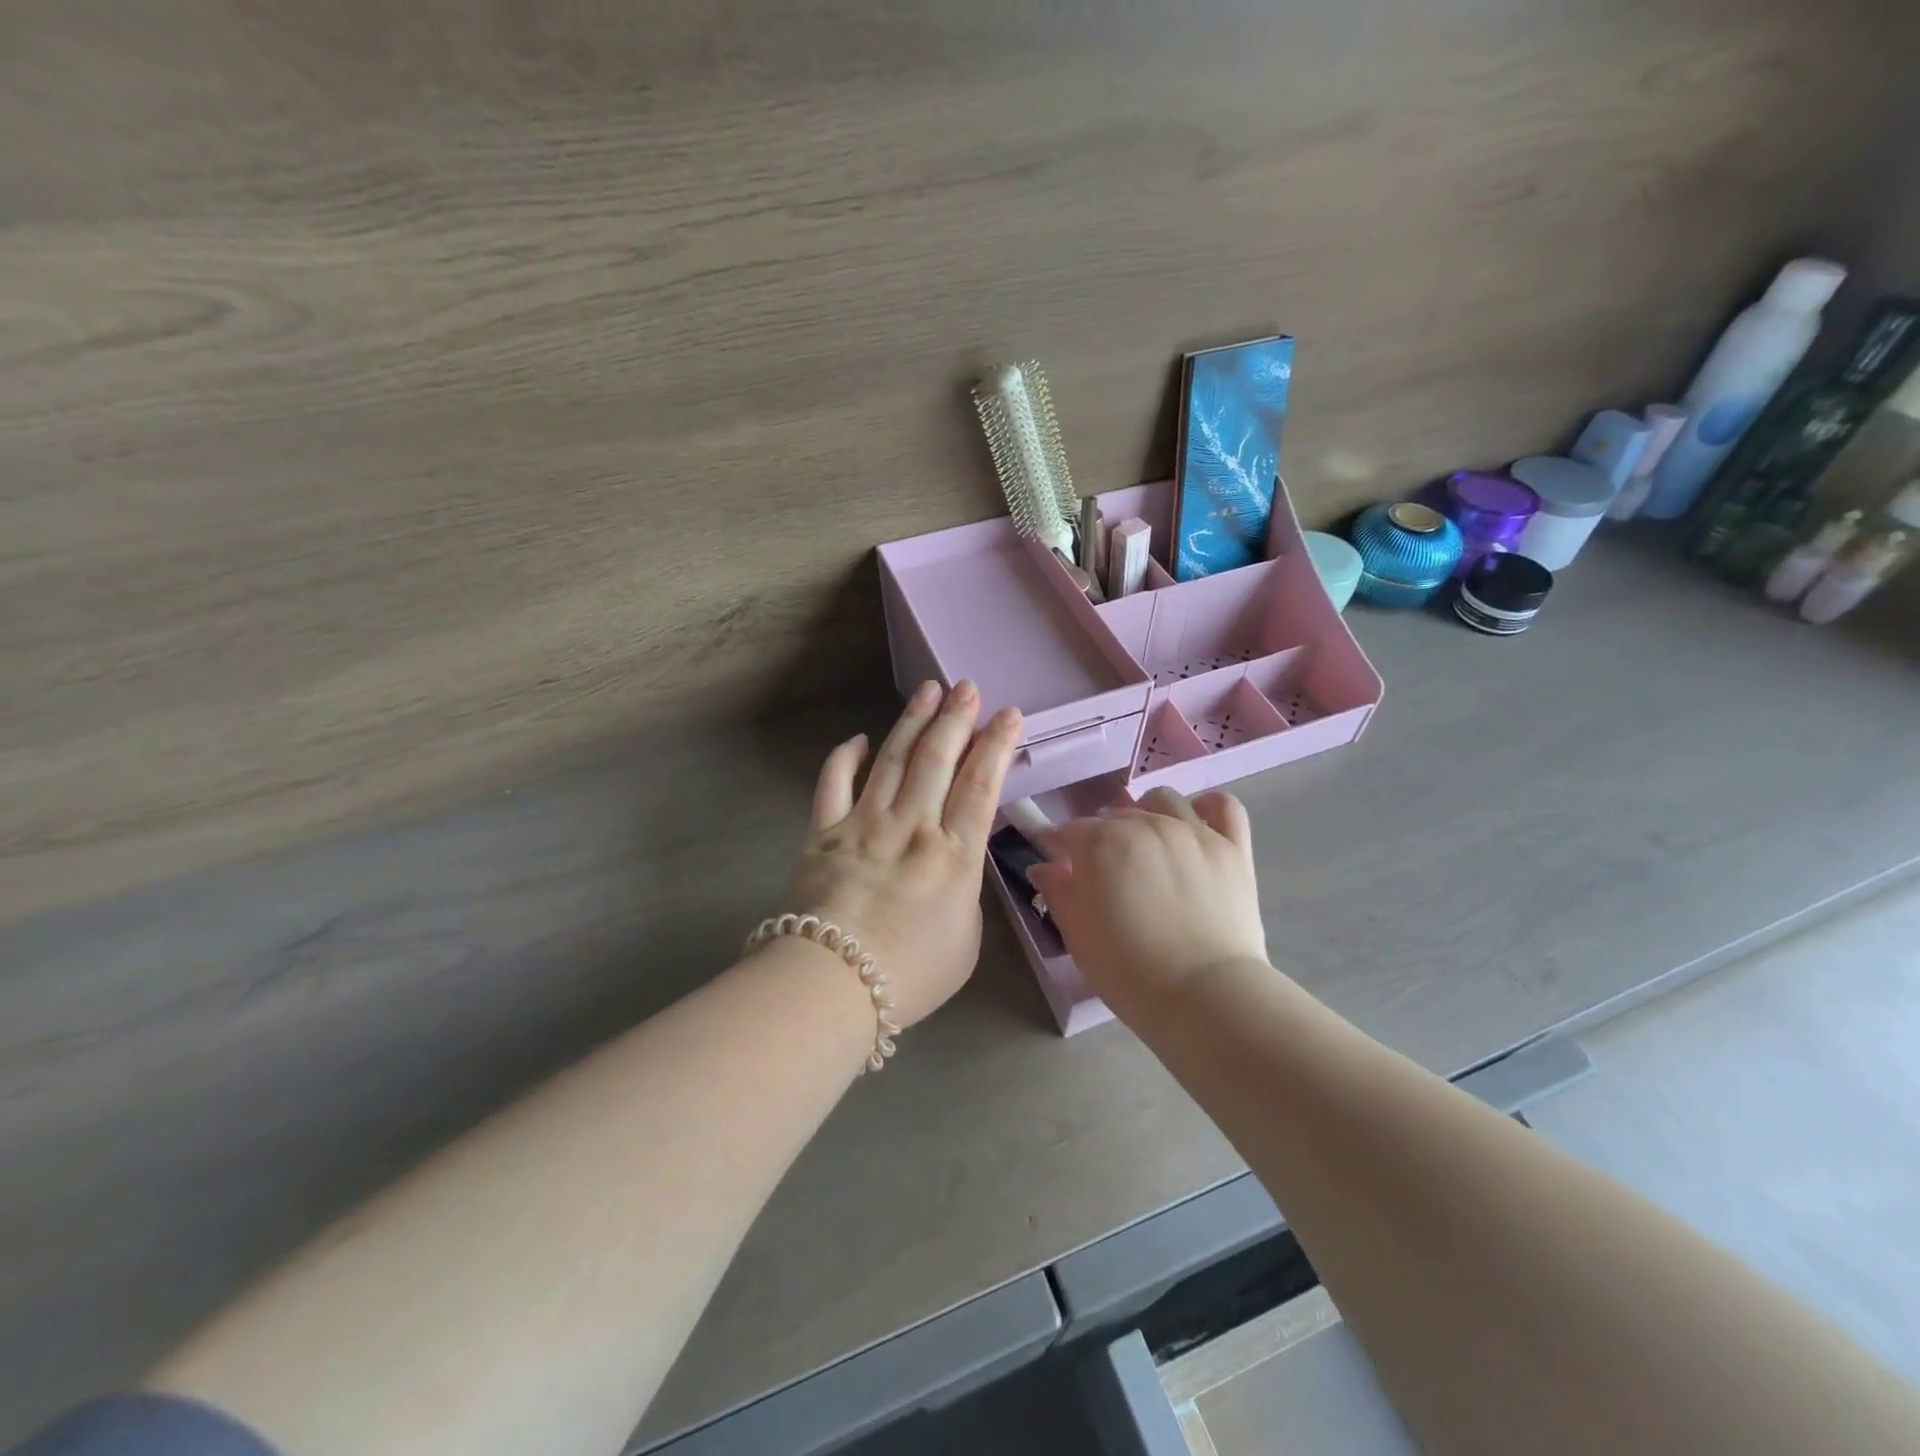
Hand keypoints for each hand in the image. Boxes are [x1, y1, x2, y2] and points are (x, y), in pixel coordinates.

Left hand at [783, 681, 1022, 1028]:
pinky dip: (845, 757)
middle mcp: (912, 827)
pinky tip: (859, 738)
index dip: (997, 745)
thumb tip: (954, 865)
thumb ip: (965, 891)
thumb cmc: (910, 974)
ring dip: (912, 722)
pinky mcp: (824, 832)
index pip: (981, 785)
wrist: (834, 984)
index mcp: (954, 855)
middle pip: (938, 759)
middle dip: (956, 718)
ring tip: (928, 690)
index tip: (1008, 715)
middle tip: (967, 687)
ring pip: (893, 759)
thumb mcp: (966, 940)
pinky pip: (833, 783)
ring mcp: (864, 824)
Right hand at [1029, 788, 1269, 1022]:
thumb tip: (1044, 866)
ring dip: (1149, 814)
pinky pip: (1223, 805)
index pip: (1072, 830)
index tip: (1067, 871)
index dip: (1066, 850)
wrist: (1206, 996)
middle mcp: (1145, 824)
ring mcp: (1193, 831)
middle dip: (1105, 836)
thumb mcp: (1078, 936)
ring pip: (1164, 800)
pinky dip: (1207, 807)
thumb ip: (1059, 892)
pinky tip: (1197, 825)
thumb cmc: (1130, 972)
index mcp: (1101, 843)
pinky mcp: (1232, 846)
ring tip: (1150, 845)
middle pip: (1116, 813)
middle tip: (1110, 873)